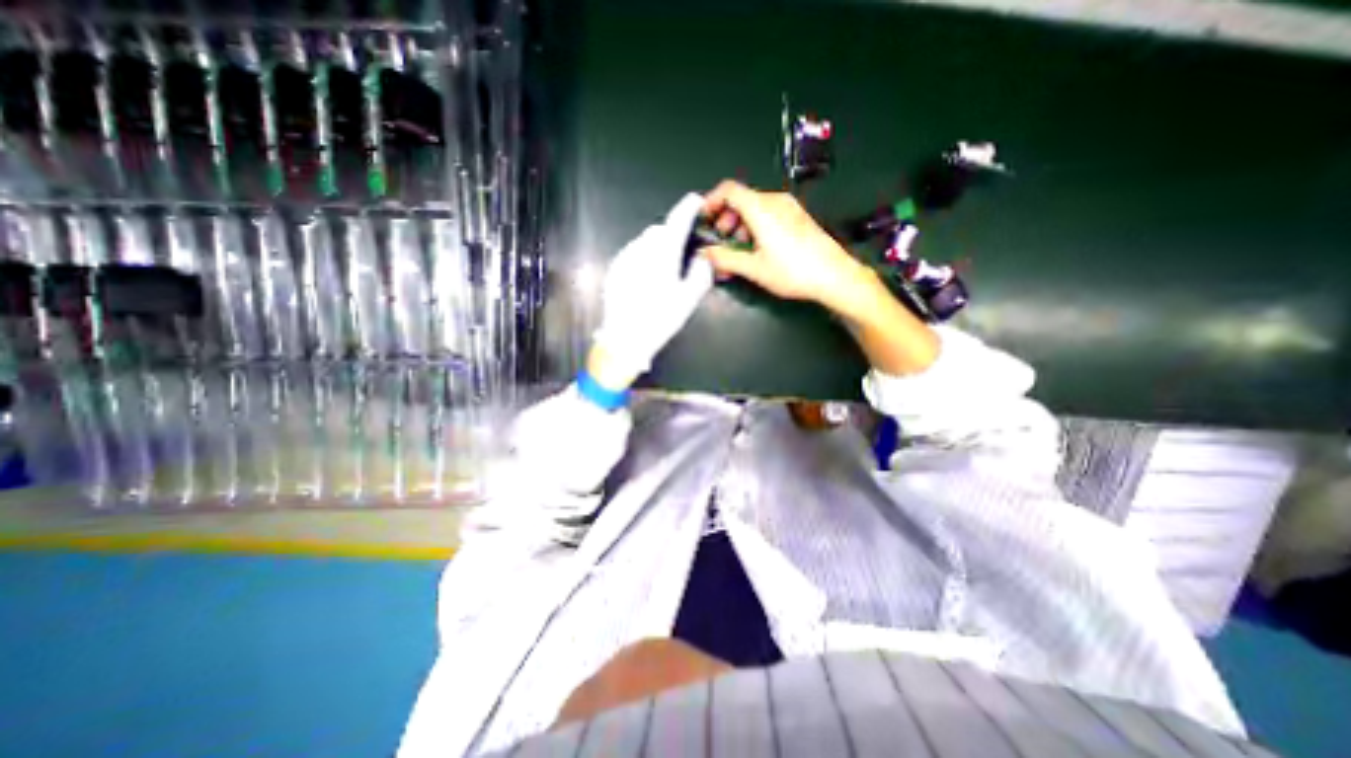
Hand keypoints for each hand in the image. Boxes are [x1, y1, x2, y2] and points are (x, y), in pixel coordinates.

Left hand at [594, 192, 715, 385]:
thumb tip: (702, 258)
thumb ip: (700, 273)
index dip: (688, 207)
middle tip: (680, 254)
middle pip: (659, 230)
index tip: (695, 201)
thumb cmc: (660, 319)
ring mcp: (624, 258)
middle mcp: (641, 249)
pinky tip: (645, 279)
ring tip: (661, 271)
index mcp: (662, 254)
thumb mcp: (688, 299)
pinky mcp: (615, 268)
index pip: (677, 220)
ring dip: (655, 246)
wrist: (625, 338)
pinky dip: (642, 257)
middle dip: (671, 234)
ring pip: (644, 241)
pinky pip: (632, 253)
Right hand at [696, 179, 876, 308]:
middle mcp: (775, 202)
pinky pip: (769, 214)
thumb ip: (725, 258)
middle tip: (721, 240)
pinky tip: (757, 249)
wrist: (833, 276)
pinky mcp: (797, 218)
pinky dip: (755, 227)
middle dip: (726, 218)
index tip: (703, 217)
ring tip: (738, 250)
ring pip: (755, 207)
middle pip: (742, 199)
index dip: (711, 200)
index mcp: (761, 209)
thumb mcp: (754, 268)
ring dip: (740, 225)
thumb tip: (705, 253)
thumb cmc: (793, 271)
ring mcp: (789, 208)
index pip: (729, 190)